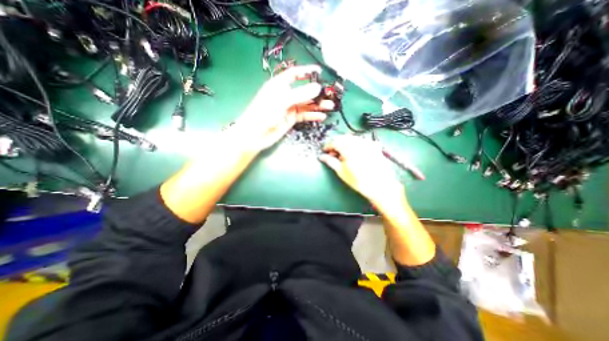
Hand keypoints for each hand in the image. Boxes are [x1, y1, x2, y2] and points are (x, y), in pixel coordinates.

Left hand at [230, 66, 332, 149]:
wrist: (256, 135)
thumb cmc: (264, 114)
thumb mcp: (282, 101)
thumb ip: (300, 94)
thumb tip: (317, 88)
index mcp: (279, 85)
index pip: (294, 74)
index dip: (306, 71)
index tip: (319, 71)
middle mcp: (286, 95)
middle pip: (304, 90)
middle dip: (317, 92)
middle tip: (330, 95)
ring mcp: (289, 108)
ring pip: (307, 104)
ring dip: (318, 105)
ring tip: (330, 106)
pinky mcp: (291, 119)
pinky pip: (305, 115)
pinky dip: (313, 116)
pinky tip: (322, 117)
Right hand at [320, 135, 403, 205]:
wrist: (380, 186)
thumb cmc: (358, 180)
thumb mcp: (341, 172)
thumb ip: (330, 161)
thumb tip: (321, 156)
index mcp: (349, 148)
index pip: (334, 142)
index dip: (327, 146)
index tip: (324, 151)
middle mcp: (358, 142)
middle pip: (343, 138)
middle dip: (336, 144)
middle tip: (333, 154)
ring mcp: (368, 143)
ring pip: (352, 138)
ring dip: (345, 143)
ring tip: (343, 154)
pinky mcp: (374, 146)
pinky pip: (362, 141)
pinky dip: (355, 144)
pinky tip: (355, 152)